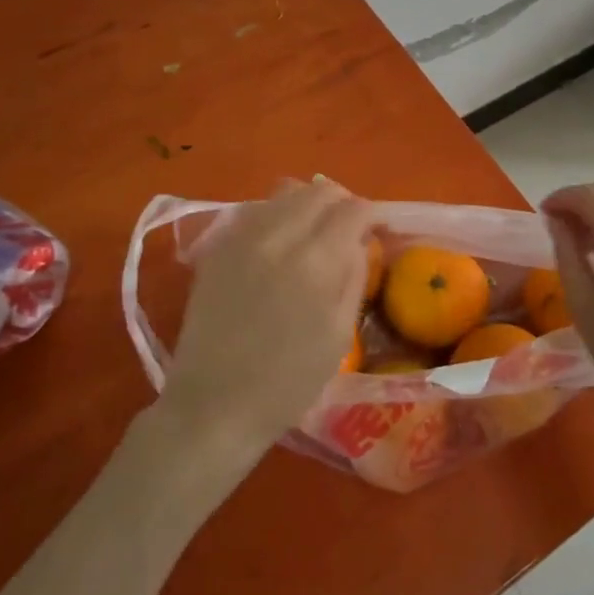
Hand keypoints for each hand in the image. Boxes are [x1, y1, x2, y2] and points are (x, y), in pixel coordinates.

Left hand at [161, 180, 373, 463]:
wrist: (213, 405)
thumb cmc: (287, 382)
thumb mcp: (339, 335)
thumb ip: (354, 278)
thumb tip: (359, 242)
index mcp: (315, 261)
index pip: (354, 209)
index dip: (373, 215)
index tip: (380, 230)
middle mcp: (278, 235)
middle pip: (320, 189)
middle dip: (343, 203)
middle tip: (350, 229)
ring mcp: (242, 237)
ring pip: (286, 191)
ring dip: (309, 204)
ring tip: (315, 232)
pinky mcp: (217, 247)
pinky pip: (256, 210)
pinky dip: (277, 215)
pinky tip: (279, 244)